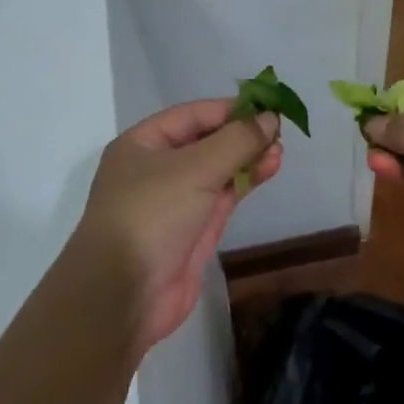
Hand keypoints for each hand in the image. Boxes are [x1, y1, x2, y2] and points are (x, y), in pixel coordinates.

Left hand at [71, 99, 281, 351]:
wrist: (124, 294)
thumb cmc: (151, 215)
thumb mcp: (195, 168)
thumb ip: (236, 141)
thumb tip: (270, 118)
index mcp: (142, 144)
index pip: (191, 115)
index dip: (229, 110)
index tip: (267, 108)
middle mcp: (156, 169)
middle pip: (205, 142)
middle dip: (241, 136)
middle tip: (279, 134)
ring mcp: (174, 201)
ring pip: (216, 171)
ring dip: (247, 159)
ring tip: (280, 153)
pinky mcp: (191, 231)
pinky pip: (220, 198)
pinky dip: (243, 183)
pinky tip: (267, 170)